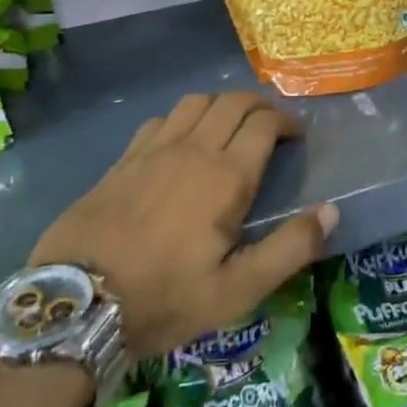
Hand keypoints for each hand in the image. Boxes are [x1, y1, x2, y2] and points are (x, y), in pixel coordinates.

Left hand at [31, 92, 337, 358]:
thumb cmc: (165, 298)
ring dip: (221, 105)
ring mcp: (153, 150)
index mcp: (227, 176)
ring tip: (230, 127)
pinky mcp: (123, 160)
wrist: (76, 304)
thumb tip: (331, 211)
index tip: (296, 137)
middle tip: (271, 126)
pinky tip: (181, 141)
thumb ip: (290, 249)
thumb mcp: (237, 290)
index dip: (287, 122)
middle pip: (233, 102)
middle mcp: (193, 150)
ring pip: (196, 102)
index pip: (265, 123)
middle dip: (259, 105)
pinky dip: (182, 118)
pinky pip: (160, 119)